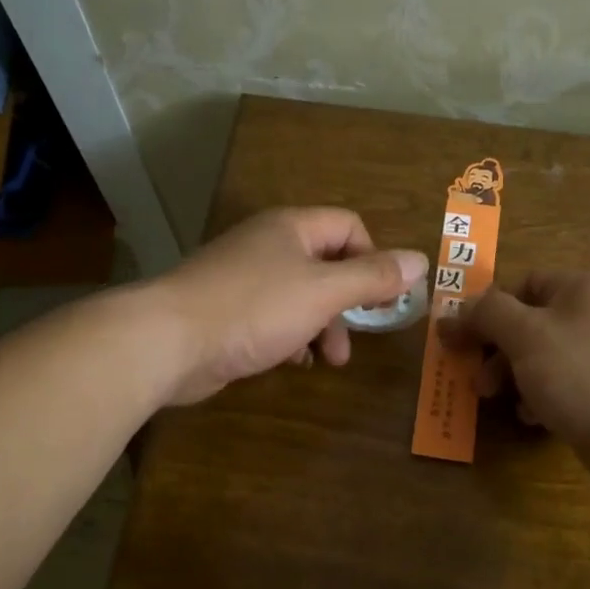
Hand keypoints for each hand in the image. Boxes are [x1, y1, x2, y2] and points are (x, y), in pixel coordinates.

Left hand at [151, 208, 428, 404]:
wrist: (169, 341)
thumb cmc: (254, 308)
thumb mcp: (323, 292)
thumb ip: (373, 277)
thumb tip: (420, 260)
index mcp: (291, 228)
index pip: (349, 227)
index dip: (373, 259)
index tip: (383, 298)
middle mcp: (268, 246)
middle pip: (327, 265)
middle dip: (348, 303)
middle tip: (358, 336)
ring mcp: (244, 280)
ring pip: (301, 296)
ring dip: (323, 326)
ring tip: (328, 360)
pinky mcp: (228, 313)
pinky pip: (274, 319)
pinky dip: (292, 337)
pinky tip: (293, 361)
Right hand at [442, 270, 589, 478]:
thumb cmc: (582, 373)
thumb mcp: (525, 335)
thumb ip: (487, 314)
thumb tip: (457, 308)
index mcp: (583, 286)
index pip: (522, 284)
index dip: (486, 310)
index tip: (458, 341)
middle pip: (532, 322)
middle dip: (497, 351)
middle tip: (477, 381)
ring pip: (546, 356)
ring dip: (515, 376)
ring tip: (498, 400)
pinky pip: (567, 383)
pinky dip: (543, 396)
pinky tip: (533, 417)